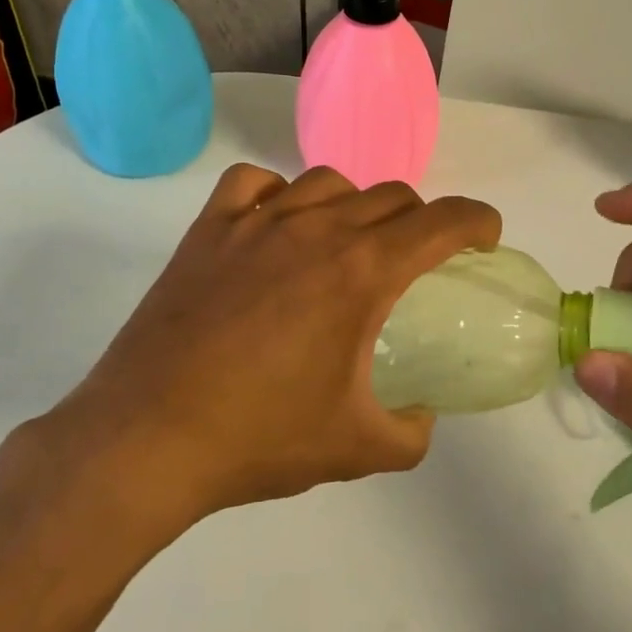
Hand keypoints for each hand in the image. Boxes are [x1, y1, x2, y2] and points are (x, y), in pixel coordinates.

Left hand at [24, 165, 500, 547]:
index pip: (442, 221)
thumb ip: (411, 432)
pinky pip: (254, 184)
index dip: (477, 221)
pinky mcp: (207, 231)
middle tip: (416, 261)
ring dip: (354, 205)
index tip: (485, 238)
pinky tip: (275, 227)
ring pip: (328, 182)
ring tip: (346, 244)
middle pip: (391, 196)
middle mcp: (316, 230)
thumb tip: (421, 416)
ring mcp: (256, 223)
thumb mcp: (357, 448)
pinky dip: (277, 194)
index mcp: (362, 272)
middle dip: (420, 221)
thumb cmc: (259, 439)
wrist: (146, 441)